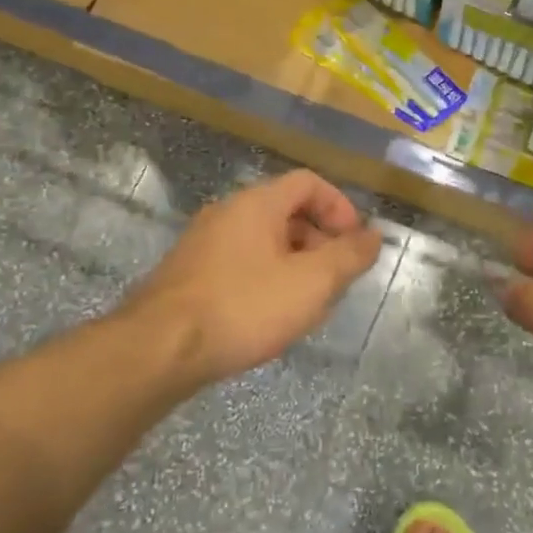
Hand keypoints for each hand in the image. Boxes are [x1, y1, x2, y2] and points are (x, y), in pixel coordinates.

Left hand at [127, 170, 383, 387]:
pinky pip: (239, 263)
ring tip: (307, 304)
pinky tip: (268, 317)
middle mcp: (227, 212)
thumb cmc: (244, 307)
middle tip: (335, 278)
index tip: (355, 243)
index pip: (308, 182)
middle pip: (286, 211)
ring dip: (294, 263)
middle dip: (319, 240)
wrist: (159, 349)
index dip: (339, 207)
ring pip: (263, 241)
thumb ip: (348, 256)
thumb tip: (374, 236)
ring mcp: (202, 243)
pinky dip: (265, 278)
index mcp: (257, 203)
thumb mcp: (311, 283)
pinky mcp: (187, 274)